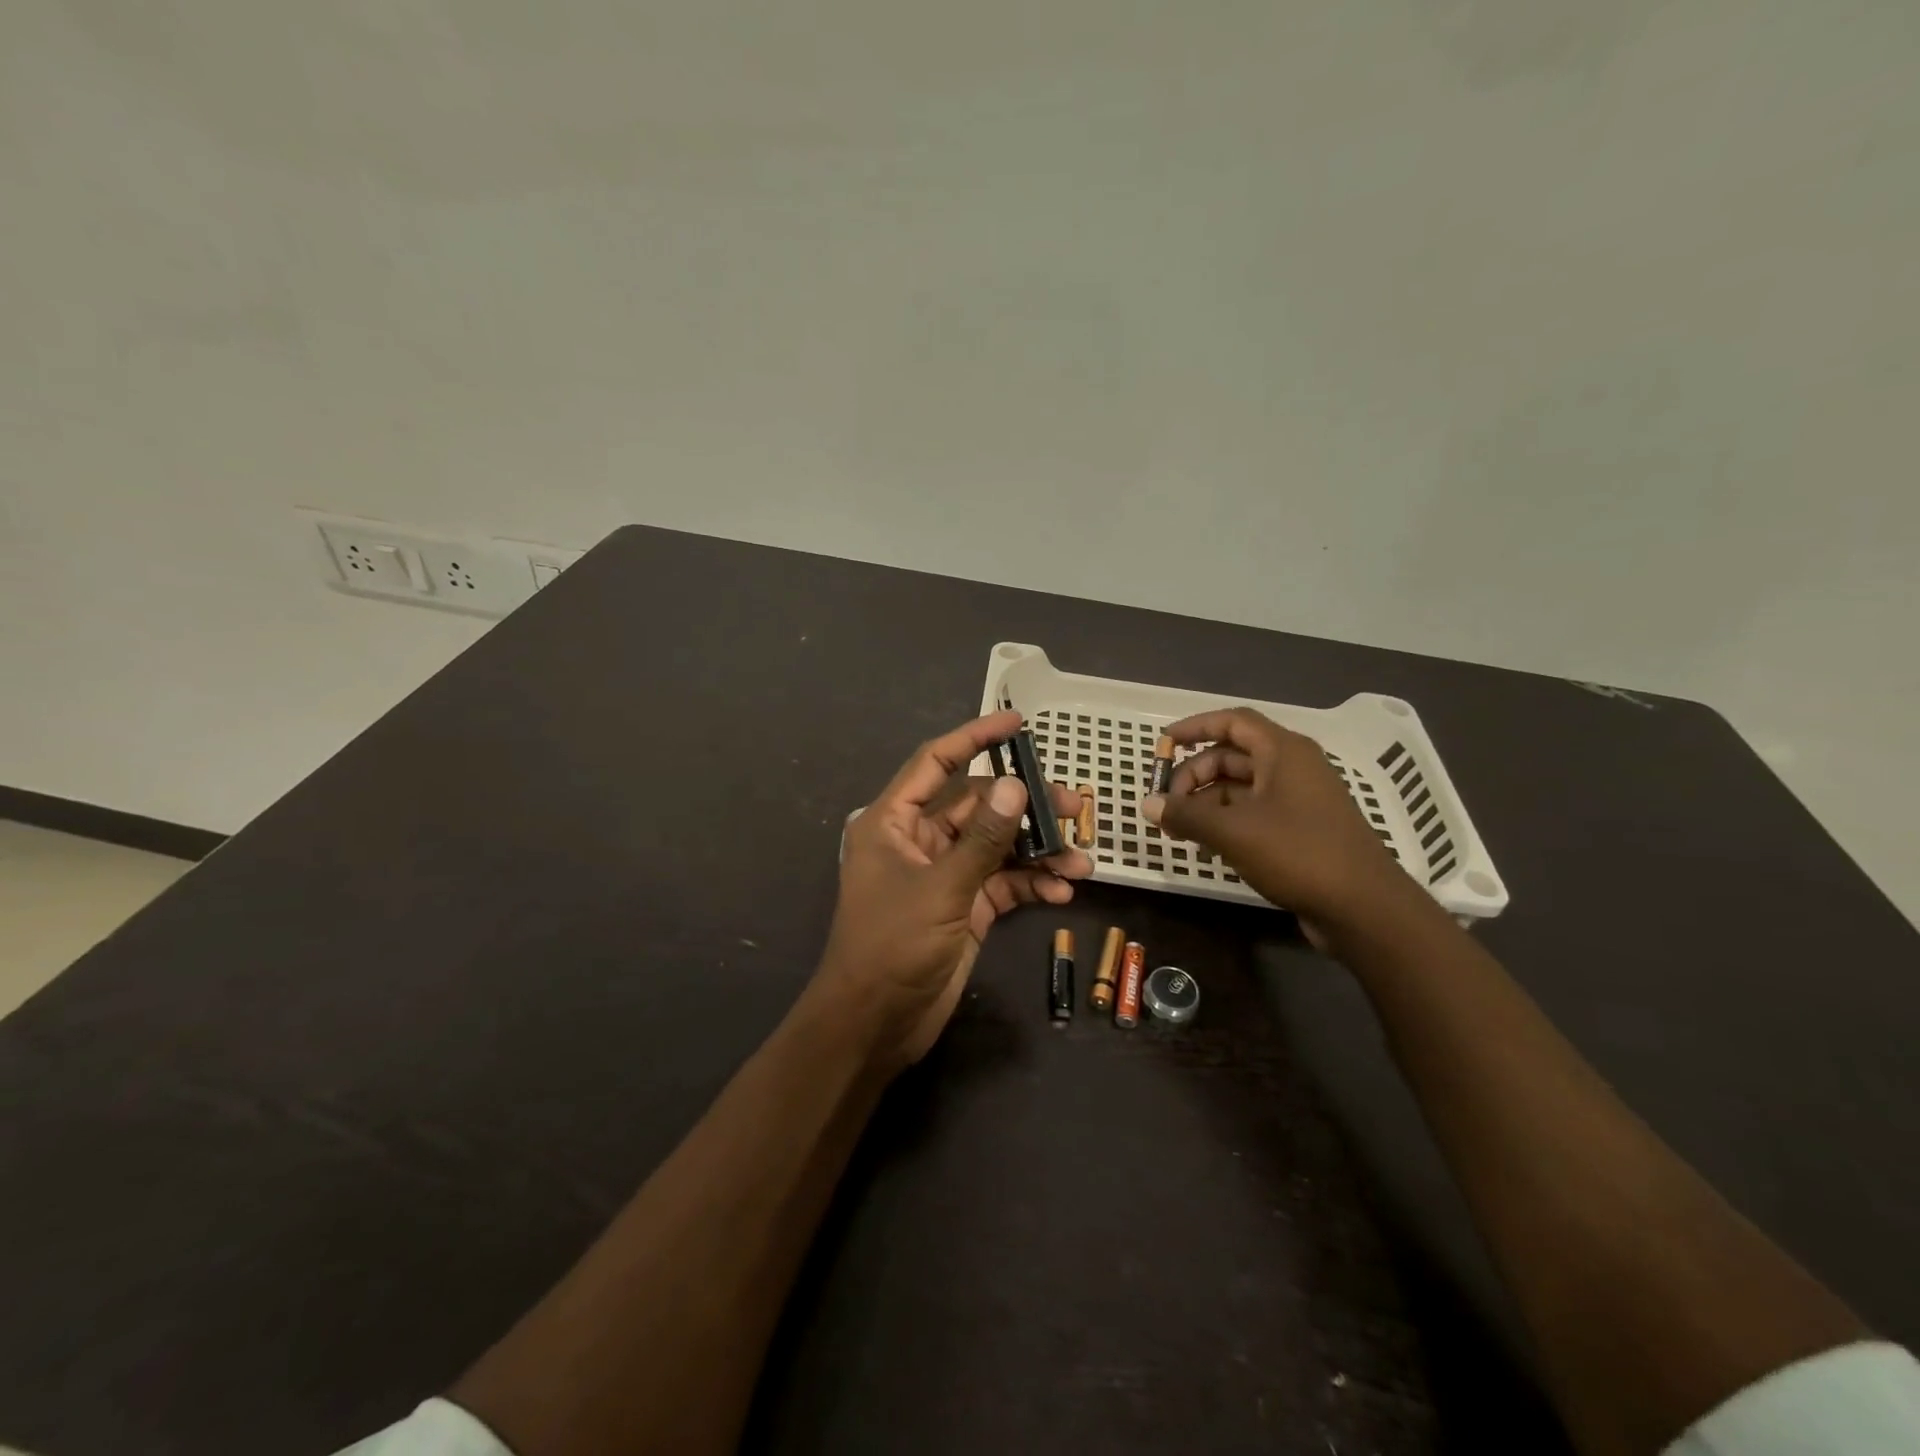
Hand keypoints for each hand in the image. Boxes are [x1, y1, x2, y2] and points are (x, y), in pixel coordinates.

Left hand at [816, 710, 1093, 1070]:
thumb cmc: (892, 946)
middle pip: (978, 806)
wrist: (875, 1025)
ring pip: (997, 846)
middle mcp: (919, 839)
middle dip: (1026, 807)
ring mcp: (944, 874)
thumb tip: (1016, 786)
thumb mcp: (941, 888)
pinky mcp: (965, 907)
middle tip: (1074, 806)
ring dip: (1038, 850)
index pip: (936, 763)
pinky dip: (1032, 883)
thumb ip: (981, 839)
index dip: (975, 737)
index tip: (1018, 722)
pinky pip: (1003, 882)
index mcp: (894, 821)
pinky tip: (1064, 890)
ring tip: (1081, 858)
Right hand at [1141, 707, 1424, 945]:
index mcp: (1283, 752)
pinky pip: (1254, 811)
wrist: (1364, 908)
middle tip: (1167, 803)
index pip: (1233, 722)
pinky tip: (1205, 844)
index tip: (1164, 742)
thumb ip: (1186, 814)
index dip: (1196, 726)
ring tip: (1178, 828)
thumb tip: (1147, 804)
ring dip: (1206, 802)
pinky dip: (1226, 820)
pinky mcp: (1301, 829)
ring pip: (1241, 787)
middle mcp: (1293, 767)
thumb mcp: (1233, 831)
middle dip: (1194, 774)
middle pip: (1232, 756)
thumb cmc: (1298, 854)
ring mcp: (1299, 799)